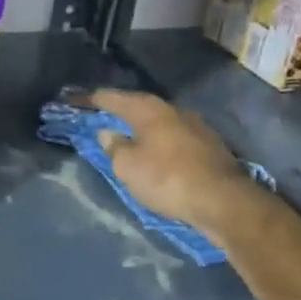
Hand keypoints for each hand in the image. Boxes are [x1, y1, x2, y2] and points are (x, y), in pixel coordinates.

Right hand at [88, 89, 271, 241]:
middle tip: (103, 117)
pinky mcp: (210, 146)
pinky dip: (161, 142)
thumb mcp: (128, 167)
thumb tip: (108, 133)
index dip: (93, 100)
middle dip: (121, 111)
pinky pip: (175, 138)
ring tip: (129, 137)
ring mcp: (195, 126)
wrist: (223, 201)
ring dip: (143, 128)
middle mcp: (173, 110)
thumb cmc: (167, 179)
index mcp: (149, 110)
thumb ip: (114, 147)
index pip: (114, 98)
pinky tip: (157, 154)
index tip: (77, 100)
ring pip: (160, 122)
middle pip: (140, 106)